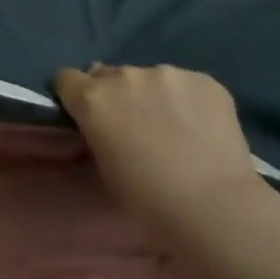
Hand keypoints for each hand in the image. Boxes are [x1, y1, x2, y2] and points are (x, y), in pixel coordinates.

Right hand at [54, 63, 265, 231]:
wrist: (213, 205)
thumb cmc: (147, 198)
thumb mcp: (102, 166)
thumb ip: (96, 132)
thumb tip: (103, 122)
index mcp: (92, 98)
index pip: (66, 78)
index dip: (74, 95)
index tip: (84, 113)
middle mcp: (125, 76)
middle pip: (108, 74)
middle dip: (115, 95)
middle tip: (135, 125)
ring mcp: (167, 73)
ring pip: (150, 78)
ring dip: (153, 95)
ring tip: (175, 127)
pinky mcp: (205, 80)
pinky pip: (186, 84)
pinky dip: (188, 100)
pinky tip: (201, 127)